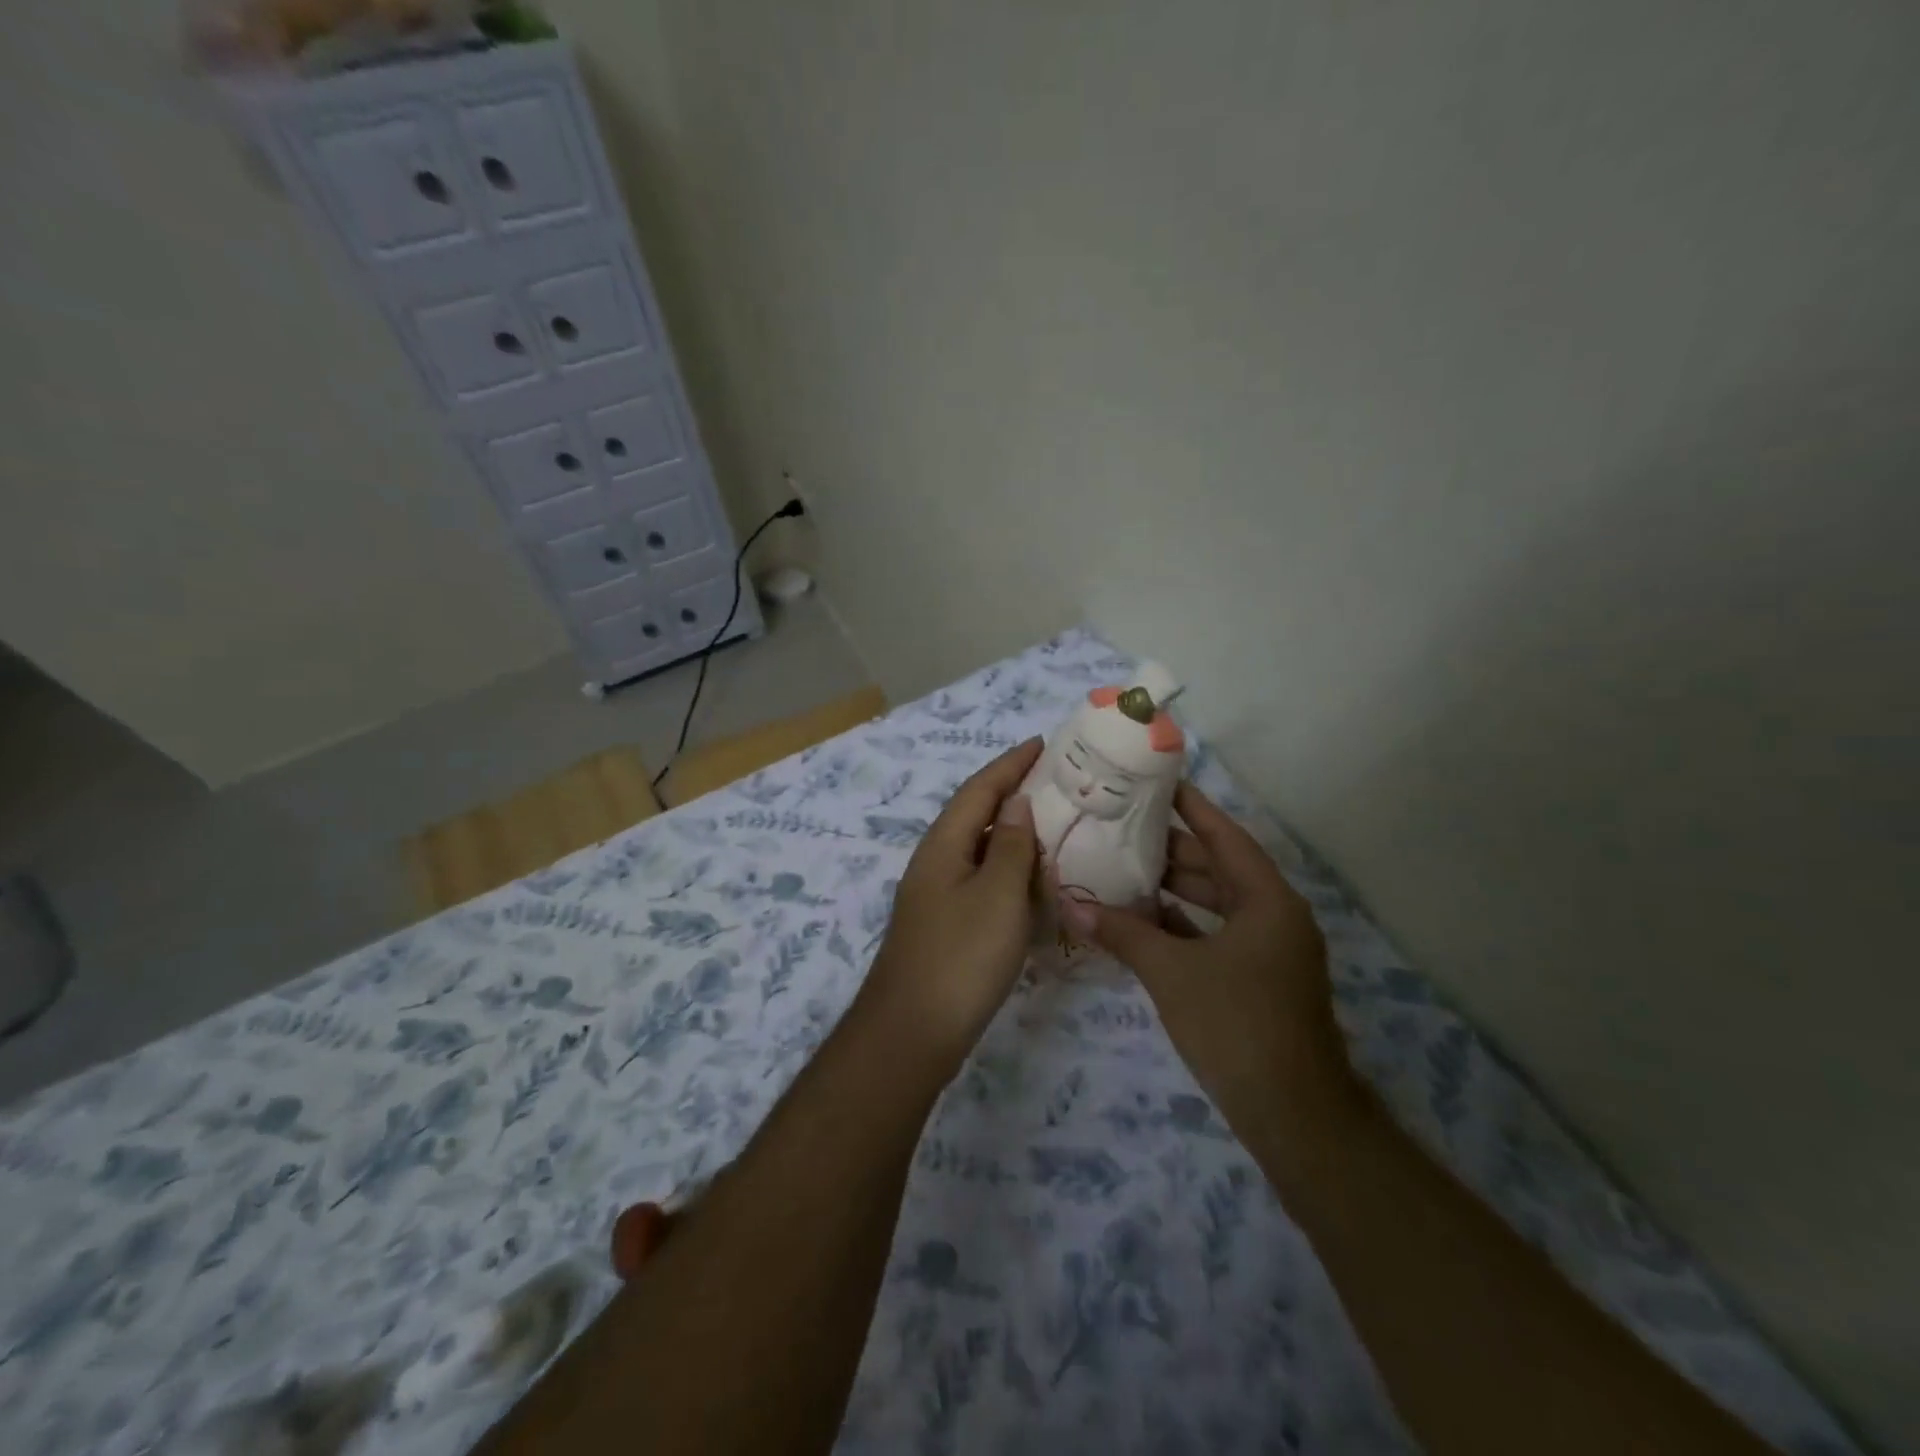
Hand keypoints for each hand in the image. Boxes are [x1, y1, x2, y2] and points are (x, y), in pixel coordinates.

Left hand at [859, 738, 1042, 1065]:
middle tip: (1057, 782)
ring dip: (1013, 832)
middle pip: (976, 814)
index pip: (980, 789)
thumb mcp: (997, 895)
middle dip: (1013, 792)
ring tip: (1054, 824)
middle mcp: (935, 861)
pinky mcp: (946, 925)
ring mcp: (937, 895)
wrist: (912, 1032)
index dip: (1011, 764)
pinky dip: (1009, 870)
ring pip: (980, 849)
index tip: (1043, 743)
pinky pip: (982, 880)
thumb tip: (1016, 803)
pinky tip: (1033, 881)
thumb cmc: (961, 957)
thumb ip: (1011, 846)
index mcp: (944, 844)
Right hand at [1063, 782, 1358, 1137]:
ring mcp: (1269, 950)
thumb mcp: (1172, 973)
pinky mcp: (1258, 980)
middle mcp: (1273, 916)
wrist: (1294, 1114)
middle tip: (1123, 828)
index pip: (1225, 836)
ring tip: (1123, 868)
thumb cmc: (1236, 1025)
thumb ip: (1122, 933)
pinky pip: (1216, 936)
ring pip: (1216, 904)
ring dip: (1175, 890)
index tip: (1159, 783)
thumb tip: (1070, 904)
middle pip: (1220, 868)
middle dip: (1173, 850)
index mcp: (1266, 900)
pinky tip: (1142, 921)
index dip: (1192, 808)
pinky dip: (1182, 926)